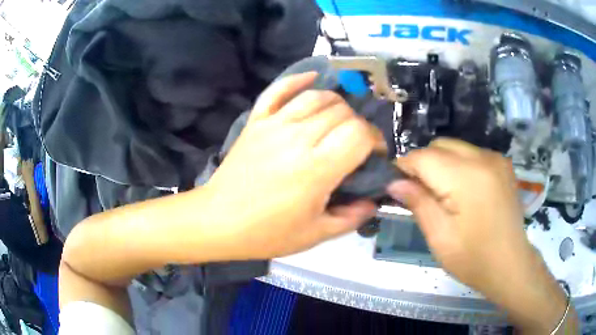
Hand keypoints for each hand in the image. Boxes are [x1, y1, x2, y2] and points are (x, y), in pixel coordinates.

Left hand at [205, 73, 382, 259]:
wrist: (218, 220)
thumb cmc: (266, 232)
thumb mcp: (315, 235)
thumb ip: (351, 218)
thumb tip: (373, 201)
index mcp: (317, 168)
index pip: (359, 133)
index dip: (375, 140)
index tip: (374, 154)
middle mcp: (298, 138)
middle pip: (342, 112)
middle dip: (358, 125)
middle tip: (355, 144)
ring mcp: (274, 125)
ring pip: (316, 97)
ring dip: (337, 104)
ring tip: (340, 120)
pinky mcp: (256, 121)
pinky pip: (278, 90)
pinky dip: (297, 80)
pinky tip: (312, 77)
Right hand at [387, 139, 573, 332]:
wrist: (510, 264)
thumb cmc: (473, 259)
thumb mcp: (440, 237)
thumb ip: (418, 203)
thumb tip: (394, 182)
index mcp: (466, 177)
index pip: (423, 156)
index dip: (405, 167)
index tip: (395, 185)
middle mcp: (483, 157)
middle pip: (440, 145)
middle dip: (424, 164)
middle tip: (420, 193)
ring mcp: (496, 158)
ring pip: (456, 147)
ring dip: (442, 164)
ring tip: (443, 194)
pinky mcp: (503, 164)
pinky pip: (472, 154)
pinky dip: (460, 165)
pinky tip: (463, 190)